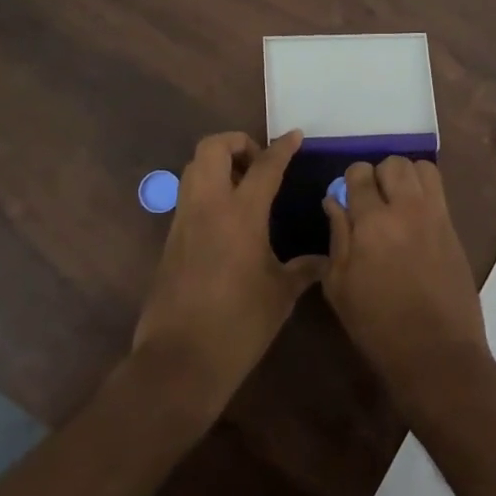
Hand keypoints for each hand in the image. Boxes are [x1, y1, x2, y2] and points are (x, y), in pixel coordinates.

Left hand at [131, 130, 321, 423]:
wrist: (180, 358)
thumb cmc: (239, 324)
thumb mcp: (280, 295)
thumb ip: (303, 269)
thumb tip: (324, 260)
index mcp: (241, 214)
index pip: (264, 166)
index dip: (282, 148)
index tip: (295, 136)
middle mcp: (208, 206)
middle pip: (213, 148)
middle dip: (237, 143)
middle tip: (259, 163)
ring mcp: (184, 220)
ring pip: (194, 168)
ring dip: (219, 164)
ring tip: (245, 188)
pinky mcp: (171, 239)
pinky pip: (188, 196)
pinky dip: (208, 190)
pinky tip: (228, 218)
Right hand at [321, 157, 491, 408]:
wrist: (436, 354)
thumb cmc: (377, 326)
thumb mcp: (339, 286)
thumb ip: (337, 236)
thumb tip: (334, 201)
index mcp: (372, 222)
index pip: (359, 173)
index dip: (350, 181)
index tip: (348, 200)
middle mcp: (407, 209)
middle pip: (393, 163)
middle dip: (379, 175)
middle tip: (372, 201)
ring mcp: (435, 217)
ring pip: (422, 168)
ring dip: (406, 178)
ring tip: (397, 203)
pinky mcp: (454, 230)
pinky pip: (439, 191)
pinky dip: (424, 192)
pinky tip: (414, 220)